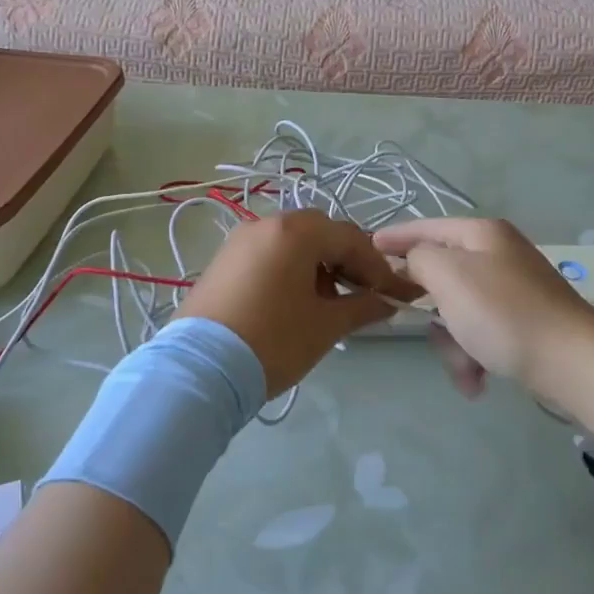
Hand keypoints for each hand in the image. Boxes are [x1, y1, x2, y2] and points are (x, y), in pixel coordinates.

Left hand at [176, 211, 416, 396]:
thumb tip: (388, 302)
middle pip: (321, 232)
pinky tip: (297, 300)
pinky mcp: (224, 260)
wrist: (200, 369)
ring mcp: (240, 240)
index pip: (350, 238)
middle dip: (347, 260)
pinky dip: (291, 268)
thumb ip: (362, 307)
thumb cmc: (273, 341)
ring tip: (330, 302)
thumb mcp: (325, 326)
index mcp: (295, 231)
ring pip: (293, 242)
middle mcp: (266, 224)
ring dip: (319, 264)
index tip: (393, 294)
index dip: (377, 266)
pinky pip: (269, 253)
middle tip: (363, 293)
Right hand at [373, 218, 593, 401]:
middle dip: (431, 311)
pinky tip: (478, 381)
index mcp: (482, 234)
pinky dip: (475, 356)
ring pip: (459, 311)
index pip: (426, 227)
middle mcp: (499, 254)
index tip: (368, 248)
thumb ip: (419, 258)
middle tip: (423, 329)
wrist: (574, 362)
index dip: (395, 237)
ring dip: (453, 344)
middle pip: (442, 276)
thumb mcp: (448, 276)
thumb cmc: (503, 313)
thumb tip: (413, 260)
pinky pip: (482, 333)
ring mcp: (514, 289)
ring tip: (466, 372)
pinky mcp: (524, 322)